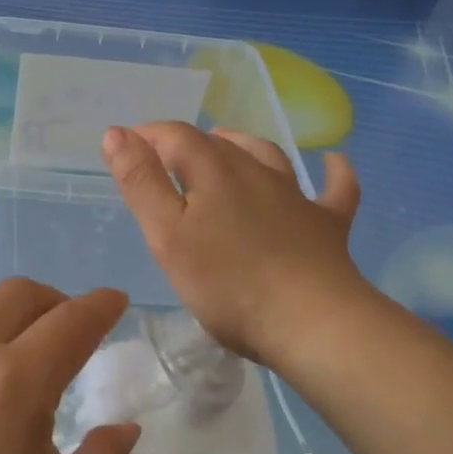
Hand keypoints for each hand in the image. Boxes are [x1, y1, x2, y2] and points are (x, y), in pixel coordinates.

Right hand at [103, 122, 367, 365]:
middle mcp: (255, 172)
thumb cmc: (227, 283)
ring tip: (226, 143)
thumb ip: (141, 182)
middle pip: (217, 145)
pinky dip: (333, 172)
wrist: (311, 322)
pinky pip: (335, 190)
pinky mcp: (327, 225)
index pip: (175, 136)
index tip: (126, 146)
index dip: (148, 136)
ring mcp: (296, 197)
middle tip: (163, 160)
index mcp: (213, 172)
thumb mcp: (167, 235)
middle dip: (186, 143)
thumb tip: (117, 132)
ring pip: (267, 156)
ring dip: (243, 144)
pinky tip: (334, 161)